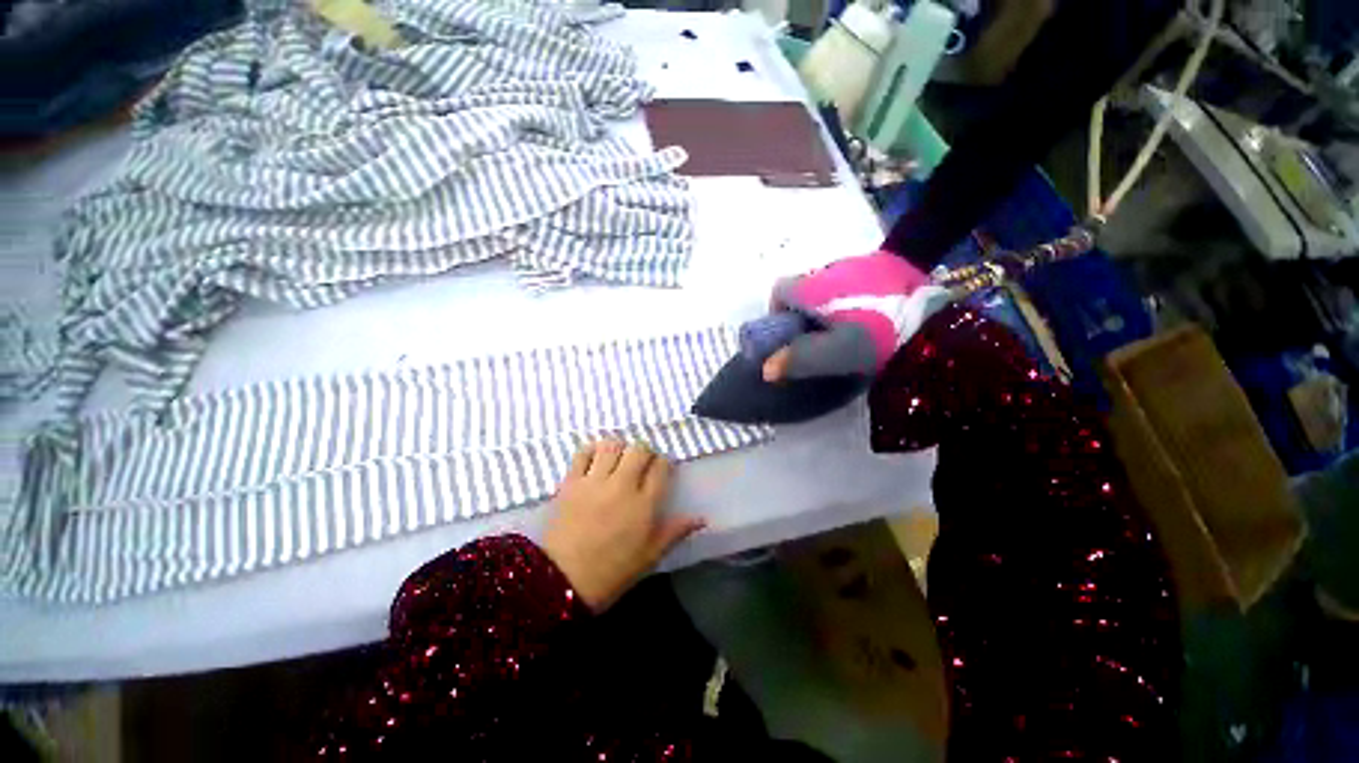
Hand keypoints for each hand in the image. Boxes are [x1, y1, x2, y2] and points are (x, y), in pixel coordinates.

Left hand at [542, 440, 705, 611]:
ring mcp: (594, 482)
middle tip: (640, 463)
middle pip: (639, 450)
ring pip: (612, 446)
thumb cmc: (613, 571)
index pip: (661, 467)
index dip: (663, 463)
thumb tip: (702, 518)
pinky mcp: (571, 483)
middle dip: (644, 452)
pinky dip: (591, 451)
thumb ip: (675, 532)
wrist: (562, 583)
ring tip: (617, 459)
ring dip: (619, 448)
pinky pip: (582, 453)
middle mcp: (622, 486)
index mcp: (644, 504)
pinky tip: (594, 459)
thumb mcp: (650, 556)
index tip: (661, 468)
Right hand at [762, 251, 949, 381]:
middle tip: (819, 335)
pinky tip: (870, 312)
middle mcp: (829, 268)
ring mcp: (857, 262)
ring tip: (847, 326)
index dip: (777, 310)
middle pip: (804, 286)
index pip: (779, 289)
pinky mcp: (882, 264)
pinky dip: (851, 294)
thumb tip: (764, 369)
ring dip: (828, 301)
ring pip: (828, 282)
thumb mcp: (835, 354)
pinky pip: (853, 279)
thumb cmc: (879, 333)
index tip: (789, 332)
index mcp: (813, 287)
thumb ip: (797, 359)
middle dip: (804, 309)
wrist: (938, 312)